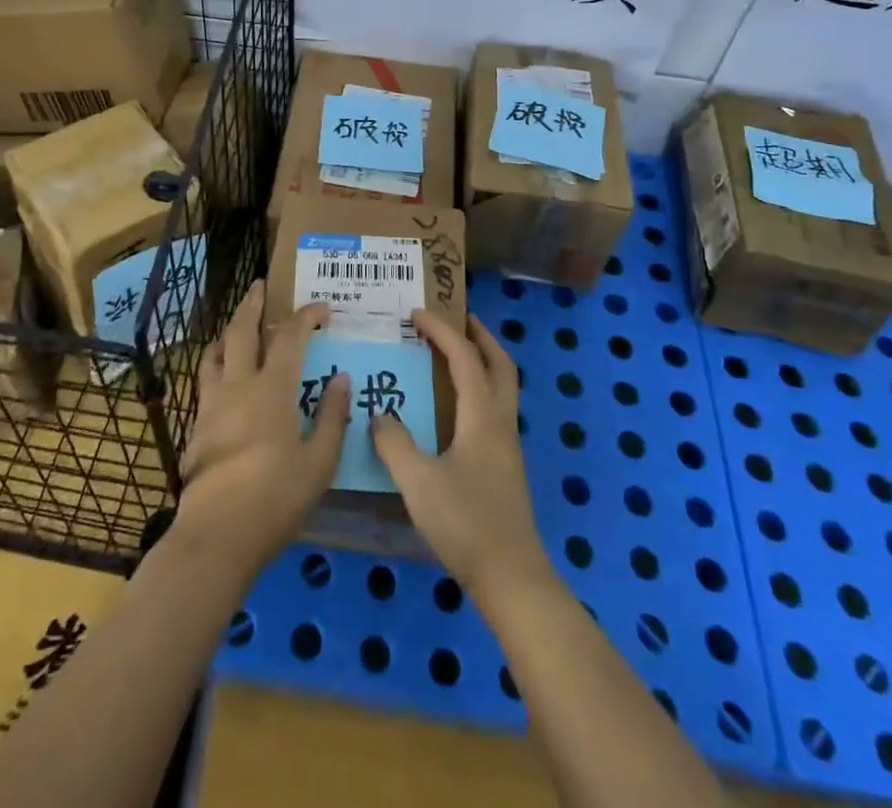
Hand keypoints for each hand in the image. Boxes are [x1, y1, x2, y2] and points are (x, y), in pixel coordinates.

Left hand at [174, 280, 348, 576]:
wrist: (216, 535)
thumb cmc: (275, 499)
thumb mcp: (318, 464)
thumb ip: (331, 418)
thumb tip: (341, 379)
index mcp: (272, 390)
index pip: (290, 337)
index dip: (306, 316)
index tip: (322, 308)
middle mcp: (239, 385)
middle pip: (242, 330)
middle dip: (253, 304)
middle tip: (260, 286)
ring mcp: (212, 403)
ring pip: (216, 351)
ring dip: (228, 330)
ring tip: (237, 325)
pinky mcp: (197, 425)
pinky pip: (205, 378)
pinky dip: (215, 361)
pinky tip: (222, 373)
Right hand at [371, 312, 550, 597]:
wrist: (511, 577)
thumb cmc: (465, 524)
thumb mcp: (418, 483)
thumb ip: (395, 444)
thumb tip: (379, 415)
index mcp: (482, 416)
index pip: (464, 358)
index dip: (441, 330)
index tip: (417, 313)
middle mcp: (501, 422)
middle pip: (500, 364)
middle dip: (480, 336)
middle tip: (457, 318)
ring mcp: (508, 444)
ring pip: (502, 386)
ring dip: (483, 361)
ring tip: (455, 354)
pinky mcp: (505, 465)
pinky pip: (495, 408)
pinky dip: (479, 389)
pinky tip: (456, 407)